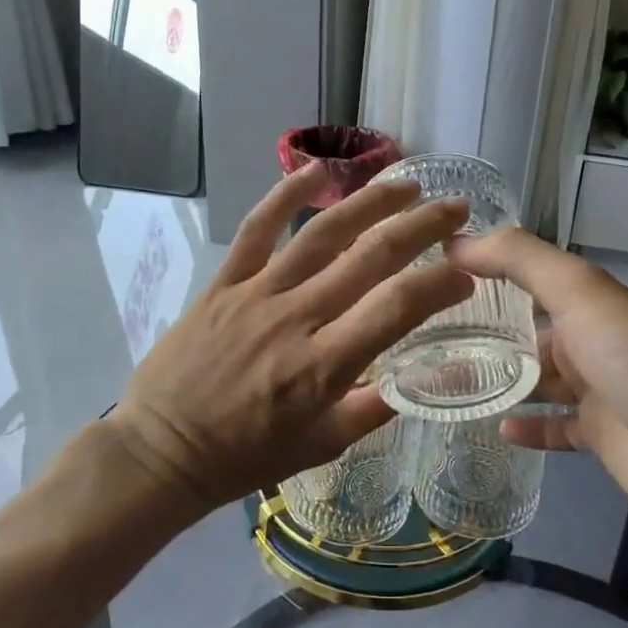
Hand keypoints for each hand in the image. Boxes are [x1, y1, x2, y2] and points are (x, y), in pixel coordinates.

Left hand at [106, 163, 474, 514]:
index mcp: (325, 366)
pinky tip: (317, 171)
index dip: (439, 284)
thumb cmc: (246, 456)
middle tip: (455, 208)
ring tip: (406, 185)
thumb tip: (418, 377)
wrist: (162, 450)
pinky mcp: (225, 282)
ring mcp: (258, 293)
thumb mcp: (322, 446)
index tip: (465, 274)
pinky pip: (257, 229)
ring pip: (322, 233)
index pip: (397, 307)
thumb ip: (374, 408)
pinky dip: (286, 194)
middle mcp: (297, 318)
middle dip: (422, 226)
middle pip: (370, 256)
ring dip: (370, 202)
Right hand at [447, 229, 627, 533]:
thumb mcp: (577, 290)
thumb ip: (519, 259)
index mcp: (595, 302)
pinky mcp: (600, 436)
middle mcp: (597, 341)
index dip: (493, 277)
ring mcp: (600, 391)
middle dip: (489, 335)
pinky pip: (555, 427)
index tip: (441, 282)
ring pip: (539, 381)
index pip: (536, 281)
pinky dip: (528, 426)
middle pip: (533, 334)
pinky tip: (496, 427)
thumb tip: (456, 242)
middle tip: (432, 341)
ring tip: (450, 382)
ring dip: (501, 381)